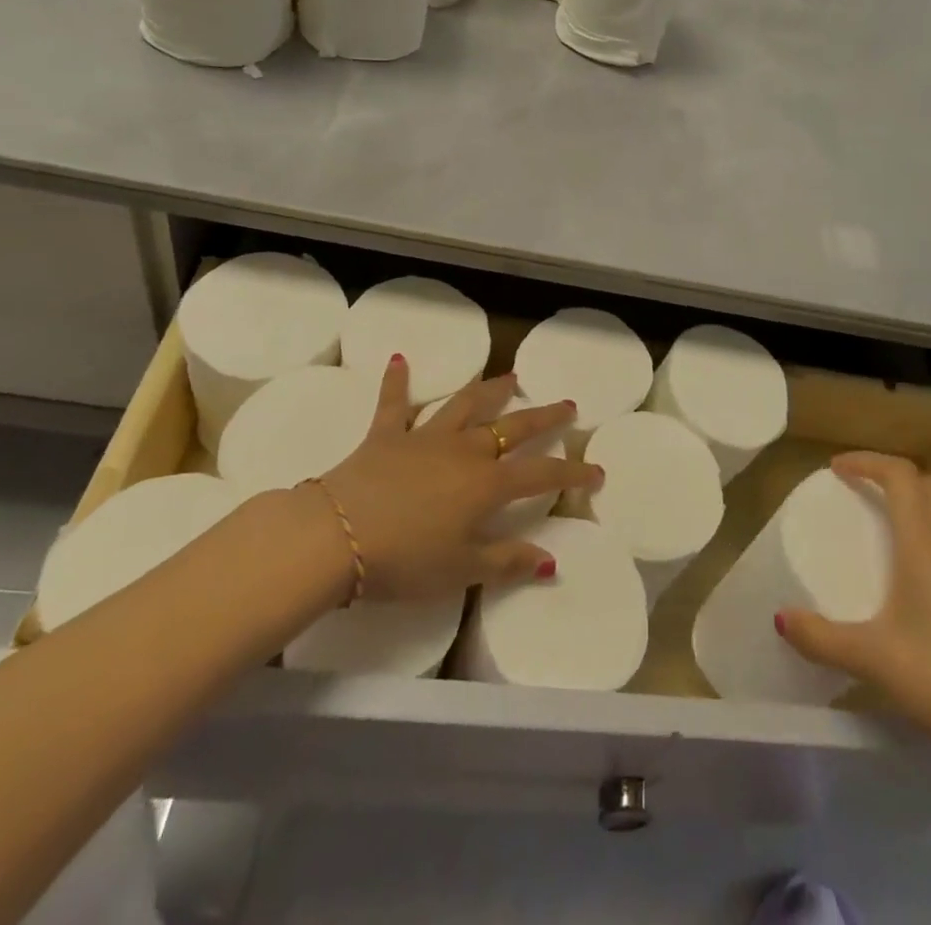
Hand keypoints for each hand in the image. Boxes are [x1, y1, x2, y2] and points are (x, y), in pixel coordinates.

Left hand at [314, 355, 600, 603]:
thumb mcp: (461, 571)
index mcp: (486, 484)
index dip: (571, 473)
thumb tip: (550, 560)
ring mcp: (424, 438)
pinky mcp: (385, 435)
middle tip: (567, 405)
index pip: (541, 474)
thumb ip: (506, 562)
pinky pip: (394, 403)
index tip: (596, 471)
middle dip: (543, 417)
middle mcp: (463, 451)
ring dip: (489, 390)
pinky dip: (397, 381)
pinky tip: (400, 359)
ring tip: (510, 377)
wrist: (335, 537)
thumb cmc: (403, 560)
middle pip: (512, 427)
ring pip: (465, 405)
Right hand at [775, 452, 930, 765]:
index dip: (867, 461)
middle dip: (898, 480)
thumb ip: (821, 638)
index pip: (900, 476)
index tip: (837, 468)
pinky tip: (928, 590)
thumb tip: (780, 618)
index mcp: (926, 547)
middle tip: (867, 497)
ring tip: (894, 540)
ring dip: (923, 511)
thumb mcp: (873, 660)